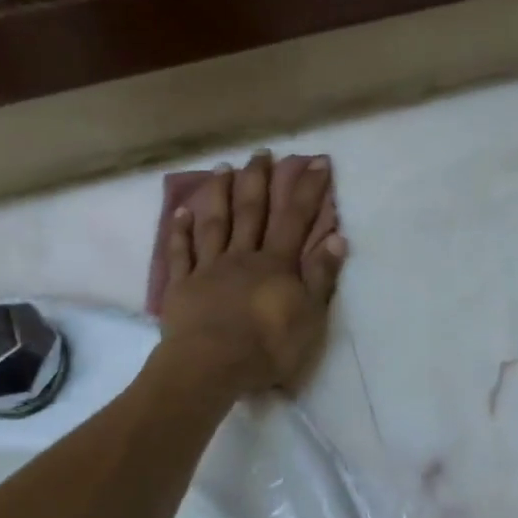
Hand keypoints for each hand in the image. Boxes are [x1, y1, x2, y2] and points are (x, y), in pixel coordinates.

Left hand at [160, 151, 347, 395]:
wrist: (212, 365)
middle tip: (262, 152)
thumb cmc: (267, 346)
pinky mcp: (183, 285)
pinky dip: (180, 231)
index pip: (296, 219)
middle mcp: (243, 256)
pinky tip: (181, 213)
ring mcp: (209, 268)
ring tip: (223, 168)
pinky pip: (181, 253)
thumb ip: (321, 277)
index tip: (317, 161)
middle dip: (259, 180)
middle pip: (252, 212)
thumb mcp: (310, 317)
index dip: (308, 189)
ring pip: (216, 224)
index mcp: (276, 264)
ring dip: (220, 194)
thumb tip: (336, 238)